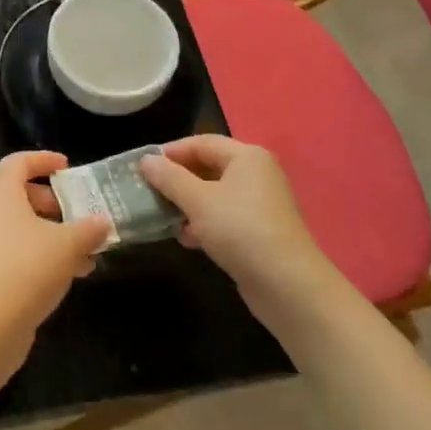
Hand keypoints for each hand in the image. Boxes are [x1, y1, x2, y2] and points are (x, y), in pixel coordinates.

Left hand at [0, 151, 110, 347]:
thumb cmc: (27, 269)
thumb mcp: (68, 245)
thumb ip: (88, 230)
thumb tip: (102, 222)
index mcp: (0, 196)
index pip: (16, 163)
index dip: (42, 160)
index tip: (67, 167)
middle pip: (18, 196)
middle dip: (52, 203)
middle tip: (78, 214)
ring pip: (19, 230)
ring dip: (51, 236)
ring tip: (85, 254)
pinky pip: (15, 255)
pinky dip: (40, 257)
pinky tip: (68, 277)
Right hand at [139, 136, 341, 320]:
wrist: (288, 286)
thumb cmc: (240, 230)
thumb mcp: (197, 200)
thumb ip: (169, 177)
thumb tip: (146, 160)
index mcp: (247, 157)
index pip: (201, 142)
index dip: (170, 152)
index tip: (142, 167)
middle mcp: (256, 174)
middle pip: (208, 167)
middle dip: (177, 179)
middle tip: (148, 191)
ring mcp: (259, 204)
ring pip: (214, 194)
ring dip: (187, 203)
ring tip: (163, 216)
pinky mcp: (259, 231)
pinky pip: (224, 217)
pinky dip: (203, 223)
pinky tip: (187, 239)